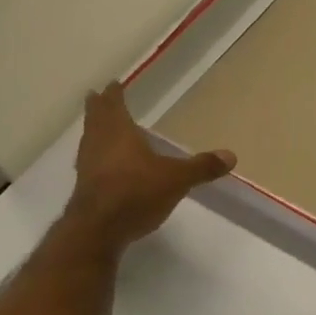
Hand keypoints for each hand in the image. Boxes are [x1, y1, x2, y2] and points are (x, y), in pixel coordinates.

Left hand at [66, 83, 234, 251]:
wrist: (98, 230)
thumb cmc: (136, 192)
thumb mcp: (176, 179)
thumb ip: (202, 167)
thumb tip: (231, 155)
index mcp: (119, 132)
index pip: (115, 106)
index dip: (114, 95)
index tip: (112, 84)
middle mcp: (99, 144)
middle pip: (96, 120)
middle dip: (97, 108)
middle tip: (95, 96)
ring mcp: (87, 167)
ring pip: (89, 140)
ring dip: (92, 131)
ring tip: (97, 127)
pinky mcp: (84, 189)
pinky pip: (89, 163)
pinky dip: (94, 157)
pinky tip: (101, 165)